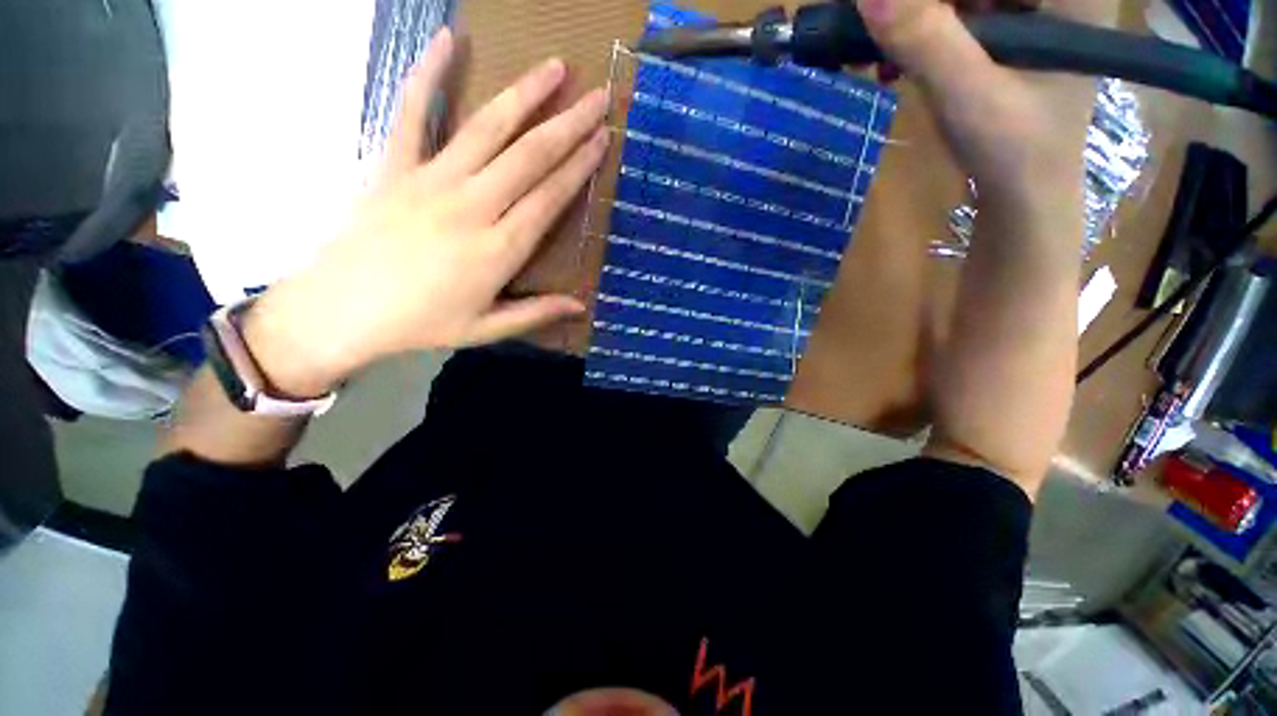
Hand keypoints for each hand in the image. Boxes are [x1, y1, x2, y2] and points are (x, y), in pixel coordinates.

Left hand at [243, 28, 609, 397]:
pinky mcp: (395, 167)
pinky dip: (428, 74)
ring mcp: (431, 180)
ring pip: (488, 129)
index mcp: (499, 249)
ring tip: (555, 68)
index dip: (579, 167)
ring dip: (524, 95)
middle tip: (597, 97)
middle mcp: (472, 206)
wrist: (342, 310)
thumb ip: (536, 313)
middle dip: (569, 125)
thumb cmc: (421, 324)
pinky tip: (448, 39)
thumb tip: (581, 307)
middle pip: (529, 157)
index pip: (550, 198)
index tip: (602, 140)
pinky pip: (411, 112)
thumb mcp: (486, 329)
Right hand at [856, 0, 1095, 218]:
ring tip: (881, 54)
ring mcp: (1032, 11)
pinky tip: (897, 59)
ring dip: (914, 18)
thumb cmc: (1015, 151)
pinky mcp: (1009, 33)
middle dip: (919, 6)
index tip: (886, 12)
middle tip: (874, 27)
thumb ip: (925, 41)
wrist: (1025, 196)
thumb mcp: (970, 94)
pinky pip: (957, 14)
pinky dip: (921, 32)